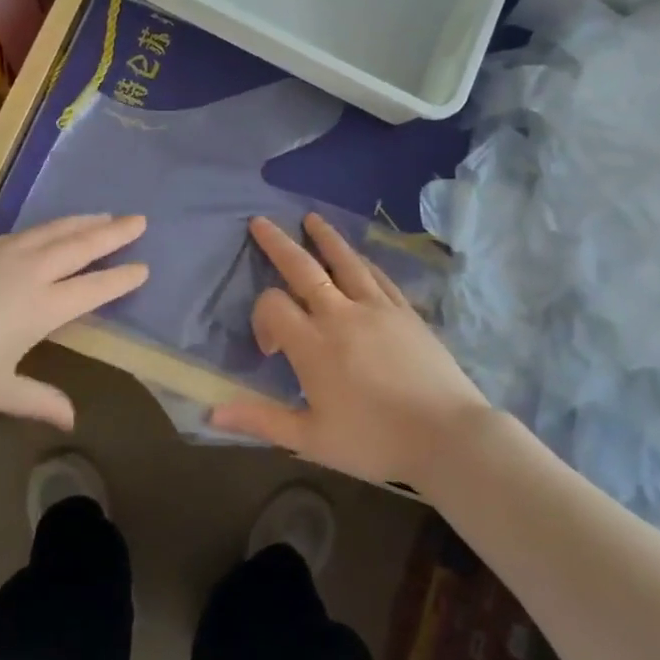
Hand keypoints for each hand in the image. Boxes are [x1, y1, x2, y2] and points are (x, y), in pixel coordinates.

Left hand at [0, 214, 148, 427]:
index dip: (121, 278)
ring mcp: (2, 253)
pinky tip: (49, 229)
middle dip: (114, 233)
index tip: (143, 267)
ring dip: (83, 222)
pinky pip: (24, 231)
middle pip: (81, 246)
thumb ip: (40, 401)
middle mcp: (29, 272)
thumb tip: (72, 421)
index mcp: (41, 307)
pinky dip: (48, 226)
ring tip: (104, 215)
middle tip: (139, 220)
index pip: (93, 288)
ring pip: (53, 230)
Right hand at [209, 214, 490, 487]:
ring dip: (324, 237)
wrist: (448, 436)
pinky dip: (362, 261)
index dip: (261, 318)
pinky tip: (357, 256)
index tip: (269, 349)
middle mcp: (341, 315)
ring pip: (345, 261)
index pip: (273, 306)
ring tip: (310, 218)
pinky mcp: (405, 312)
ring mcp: (377, 308)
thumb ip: (261, 420)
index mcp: (313, 345)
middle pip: (303, 268)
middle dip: (278, 243)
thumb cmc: (374, 441)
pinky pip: (378, 276)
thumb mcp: (311, 439)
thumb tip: (211, 413)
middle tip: (260, 221)